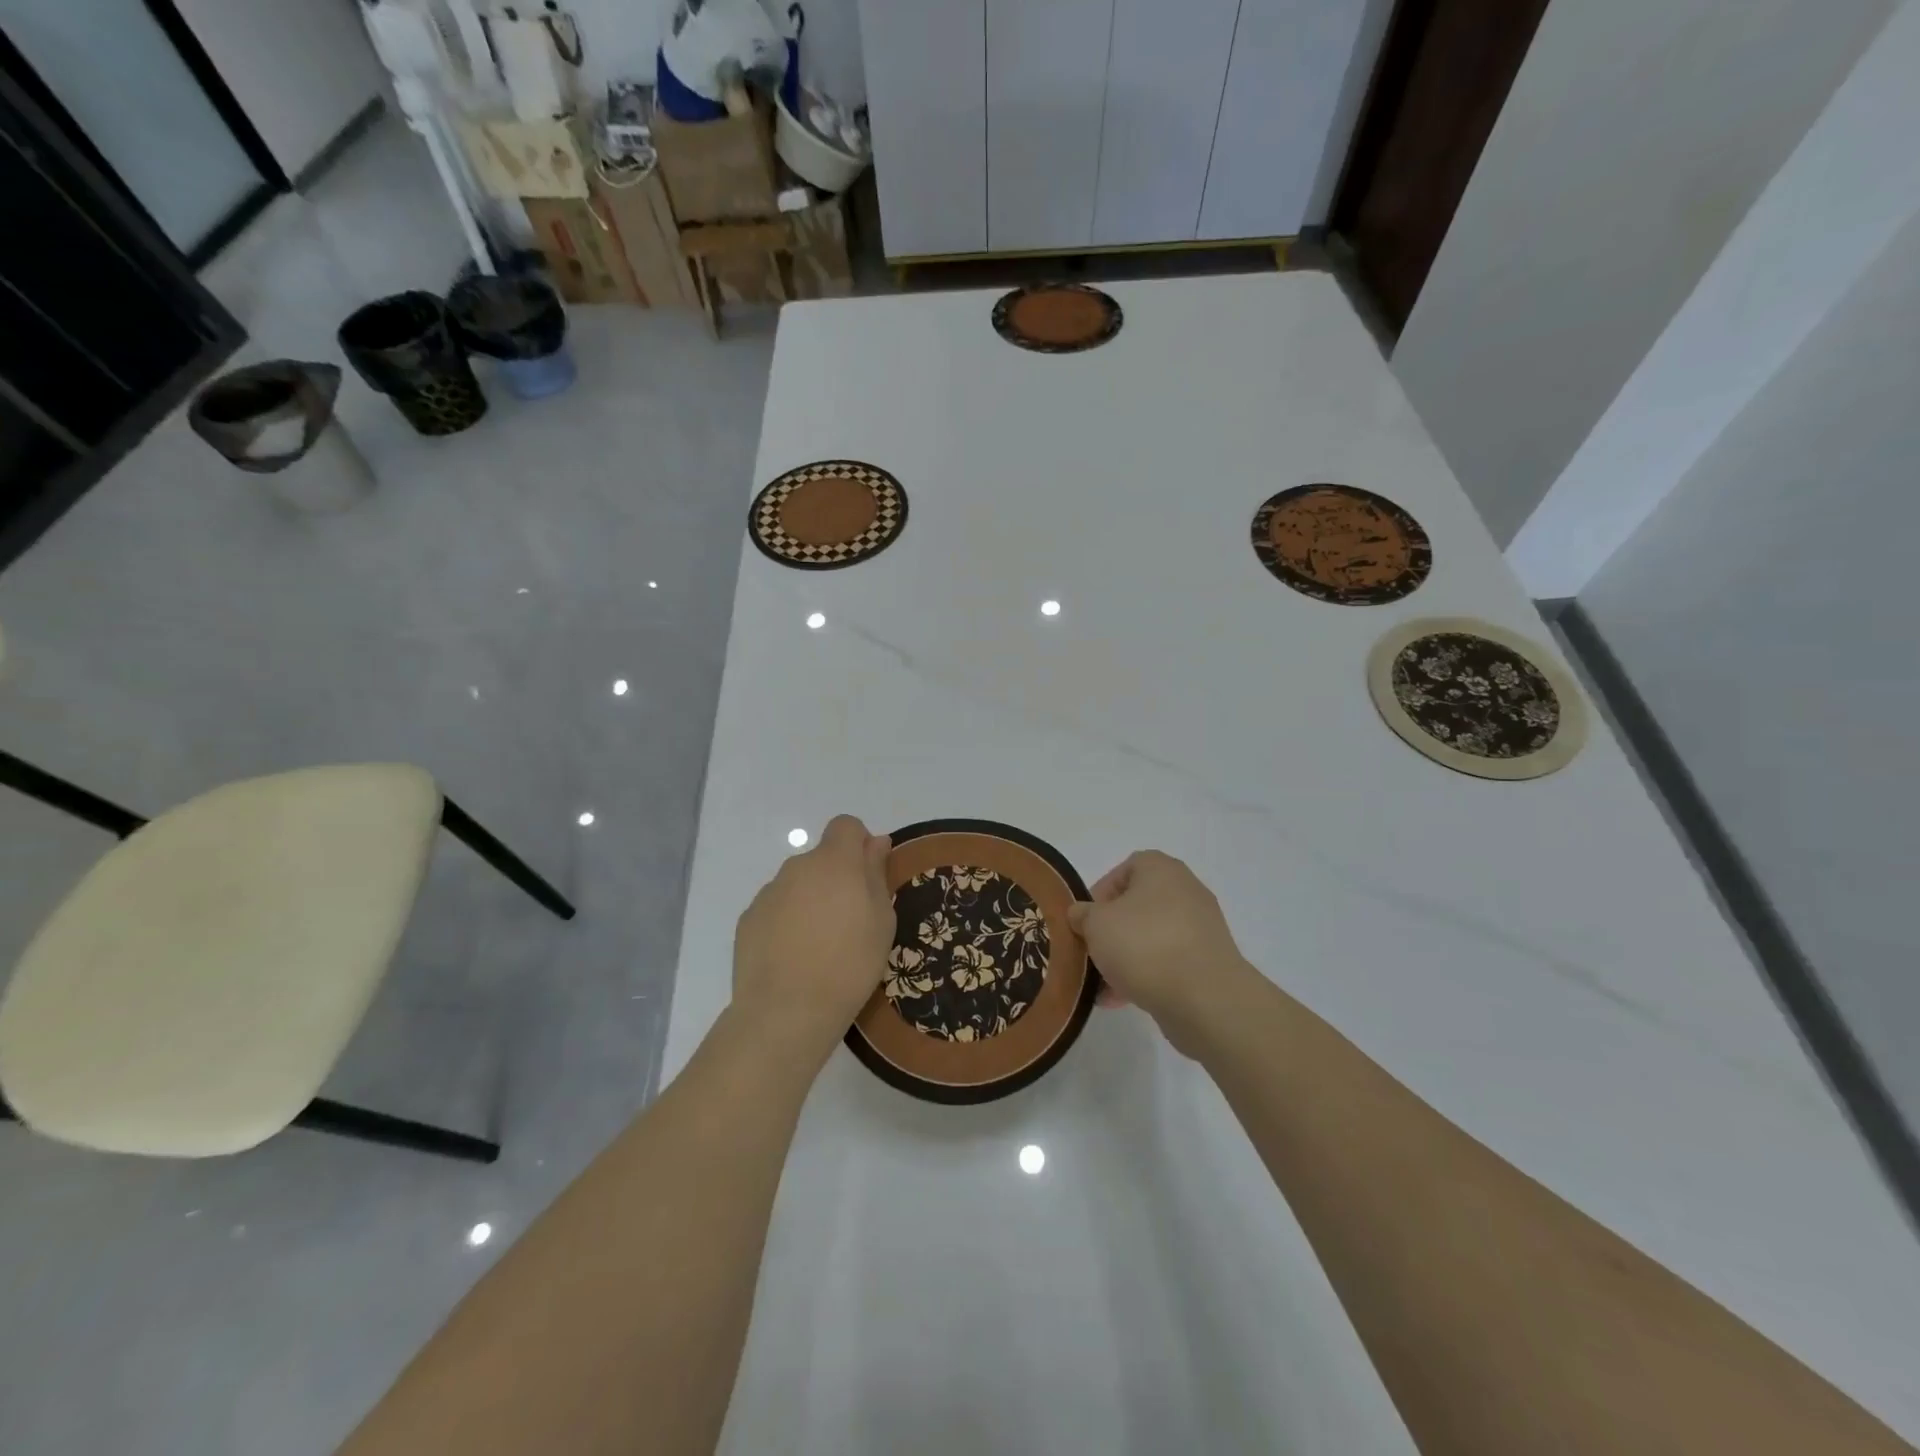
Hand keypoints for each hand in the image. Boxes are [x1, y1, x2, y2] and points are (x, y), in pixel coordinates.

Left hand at [730, 814, 893, 1068]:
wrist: (787, 1011)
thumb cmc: (850, 963)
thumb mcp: (881, 920)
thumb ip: (876, 873)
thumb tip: (874, 842)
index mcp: (834, 861)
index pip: (846, 825)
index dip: (859, 843)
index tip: (868, 876)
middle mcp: (797, 867)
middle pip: (821, 858)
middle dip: (836, 878)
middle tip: (850, 921)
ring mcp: (769, 893)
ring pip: (798, 884)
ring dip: (811, 901)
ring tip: (820, 946)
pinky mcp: (748, 919)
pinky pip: (776, 909)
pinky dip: (787, 923)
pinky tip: (794, 958)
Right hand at [1068, 851, 1253, 1055]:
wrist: (1205, 998)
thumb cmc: (1144, 945)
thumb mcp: (1096, 925)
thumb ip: (1083, 915)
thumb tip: (1082, 914)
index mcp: (1161, 869)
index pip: (1126, 868)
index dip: (1101, 892)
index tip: (1086, 920)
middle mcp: (1185, 891)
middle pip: (1138, 906)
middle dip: (1112, 930)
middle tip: (1092, 951)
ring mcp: (1201, 928)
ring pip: (1151, 937)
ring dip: (1125, 957)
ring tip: (1101, 985)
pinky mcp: (1208, 963)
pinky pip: (1168, 962)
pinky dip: (1146, 975)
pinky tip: (1121, 1000)